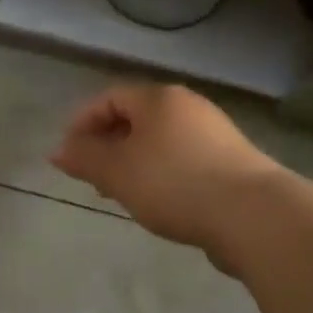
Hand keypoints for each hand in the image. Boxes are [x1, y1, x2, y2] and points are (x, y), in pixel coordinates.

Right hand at [50, 83, 284, 268]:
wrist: (254, 214)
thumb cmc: (175, 183)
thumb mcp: (119, 171)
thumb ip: (85, 158)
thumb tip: (58, 150)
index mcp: (158, 98)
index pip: (110, 98)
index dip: (83, 122)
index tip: (69, 154)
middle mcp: (187, 106)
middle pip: (136, 118)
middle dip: (108, 144)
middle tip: (92, 176)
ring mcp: (214, 132)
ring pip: (160, 141)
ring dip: (134, 162)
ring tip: (122, 193)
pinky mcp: (232, 162)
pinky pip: (183, 159)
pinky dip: (162, 173)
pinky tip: (160, 202)